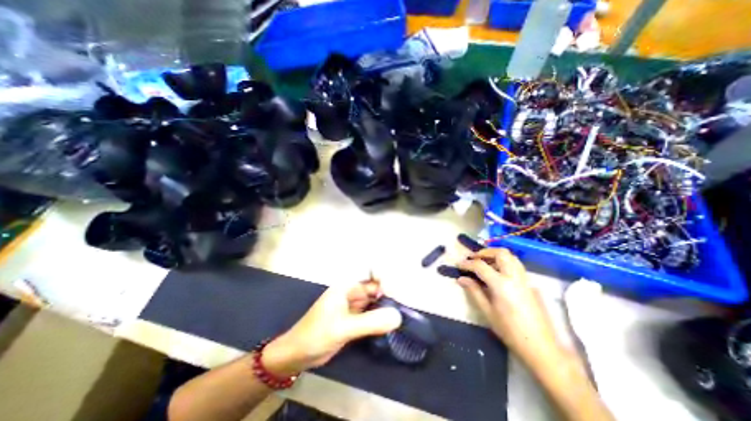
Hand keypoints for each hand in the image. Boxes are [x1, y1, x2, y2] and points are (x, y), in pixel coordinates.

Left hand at [262, 280, 400, 373]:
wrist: (297, 355)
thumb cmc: (316, 335)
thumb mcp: (343, 328)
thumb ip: (370, 322)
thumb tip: (398, 316)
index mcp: (347, 286)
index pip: (371, 274)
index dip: (387, 277)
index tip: (402, 288)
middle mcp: (352, 292)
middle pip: (376, 287)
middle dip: (391, 292)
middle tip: (408, 300)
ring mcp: (354, 305)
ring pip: (375, 301)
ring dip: (388, 304)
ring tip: (405, 308)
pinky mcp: (355, 318)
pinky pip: (372, 313)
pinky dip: (381, 316)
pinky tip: (392, 320)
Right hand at [454, 248, 558, 363]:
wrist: (541, 347)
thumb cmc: (510, 331)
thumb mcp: (488, 312)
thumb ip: (474, 291)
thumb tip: (461, 278)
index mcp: (501, 284)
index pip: (480, 266)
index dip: (467, 264)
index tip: (458, 265)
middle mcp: (514, 277)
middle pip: (500, 253)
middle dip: (484, 252)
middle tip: (473, 259)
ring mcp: (524, 279)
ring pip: (510, 256)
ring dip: (495, 255)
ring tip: (484, 262)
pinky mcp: (530, 283)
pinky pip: (516, 264)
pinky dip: (504, 261)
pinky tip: (497, 272)